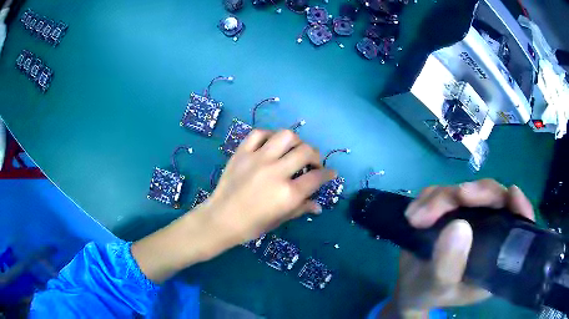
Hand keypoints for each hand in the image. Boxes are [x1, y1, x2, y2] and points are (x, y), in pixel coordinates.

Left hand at [207, 129, 335, 242]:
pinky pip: (259, 134)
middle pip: (306, 152)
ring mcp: (258, 159)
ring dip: (296, 141)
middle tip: (313, 163)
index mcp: (287, 193)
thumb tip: (319, 206)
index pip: (316, 177)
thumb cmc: (251, 225)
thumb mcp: (280, 219)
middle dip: (316, 156)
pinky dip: (270, 135)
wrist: (220, 219)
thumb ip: (301, 209)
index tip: (330, 173)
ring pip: (285, 136)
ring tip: (294, 150)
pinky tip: (272, 144)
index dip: (328, 174)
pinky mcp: (242, 153)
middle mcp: (276, 172)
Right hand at [380, 179, 534, 317]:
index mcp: (495, 255)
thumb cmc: (428, 294)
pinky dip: (429, 198)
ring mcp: (470, 218)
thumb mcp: (437, 288)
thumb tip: (459, 224)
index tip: (511, 195)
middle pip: (493, 198)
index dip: (520, 208)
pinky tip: (414, 213)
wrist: (409, 288)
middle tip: (456, 196)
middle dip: (476, 194)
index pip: (517, 225)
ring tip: (417, 218)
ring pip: (467, 190)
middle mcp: (488, 231)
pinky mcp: (451, 210)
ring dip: (442, 197)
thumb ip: (448, 265)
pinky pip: (444, 191)